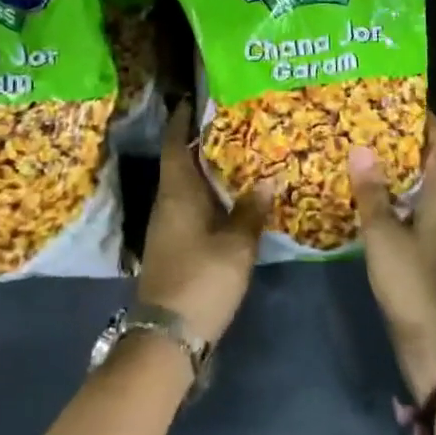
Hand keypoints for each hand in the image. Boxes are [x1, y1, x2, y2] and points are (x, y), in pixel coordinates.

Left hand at [137, 101, 269, 345]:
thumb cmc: (201, 280)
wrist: (167, 337)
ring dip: (208, 168)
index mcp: (177, 191)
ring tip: (240, 153)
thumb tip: (268, 179)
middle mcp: (167, 201)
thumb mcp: (236, 245)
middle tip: (235, 121)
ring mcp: (167, 225)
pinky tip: (232, 196)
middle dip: (203, 140)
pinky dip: (209, 193)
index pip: (174, 142)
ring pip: (187, 184)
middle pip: (181, 160)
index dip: (183, 118)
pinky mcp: (173, 245)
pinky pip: (191, 205)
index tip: (199, 97)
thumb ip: (251, 210)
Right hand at [350, 114, 435, 398]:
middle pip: (435, 167)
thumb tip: (360, 150)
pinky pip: (417, 214)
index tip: (404, 102)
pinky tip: (372, 202)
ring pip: (425, 192)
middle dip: (408, 144)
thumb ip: (372, 194)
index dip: (429, 123)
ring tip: (368, 157)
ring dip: (401, 173)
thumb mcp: (384, 237)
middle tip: (374, 126)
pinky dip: (398, 201)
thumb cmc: (413, 286)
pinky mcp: (434, 257)